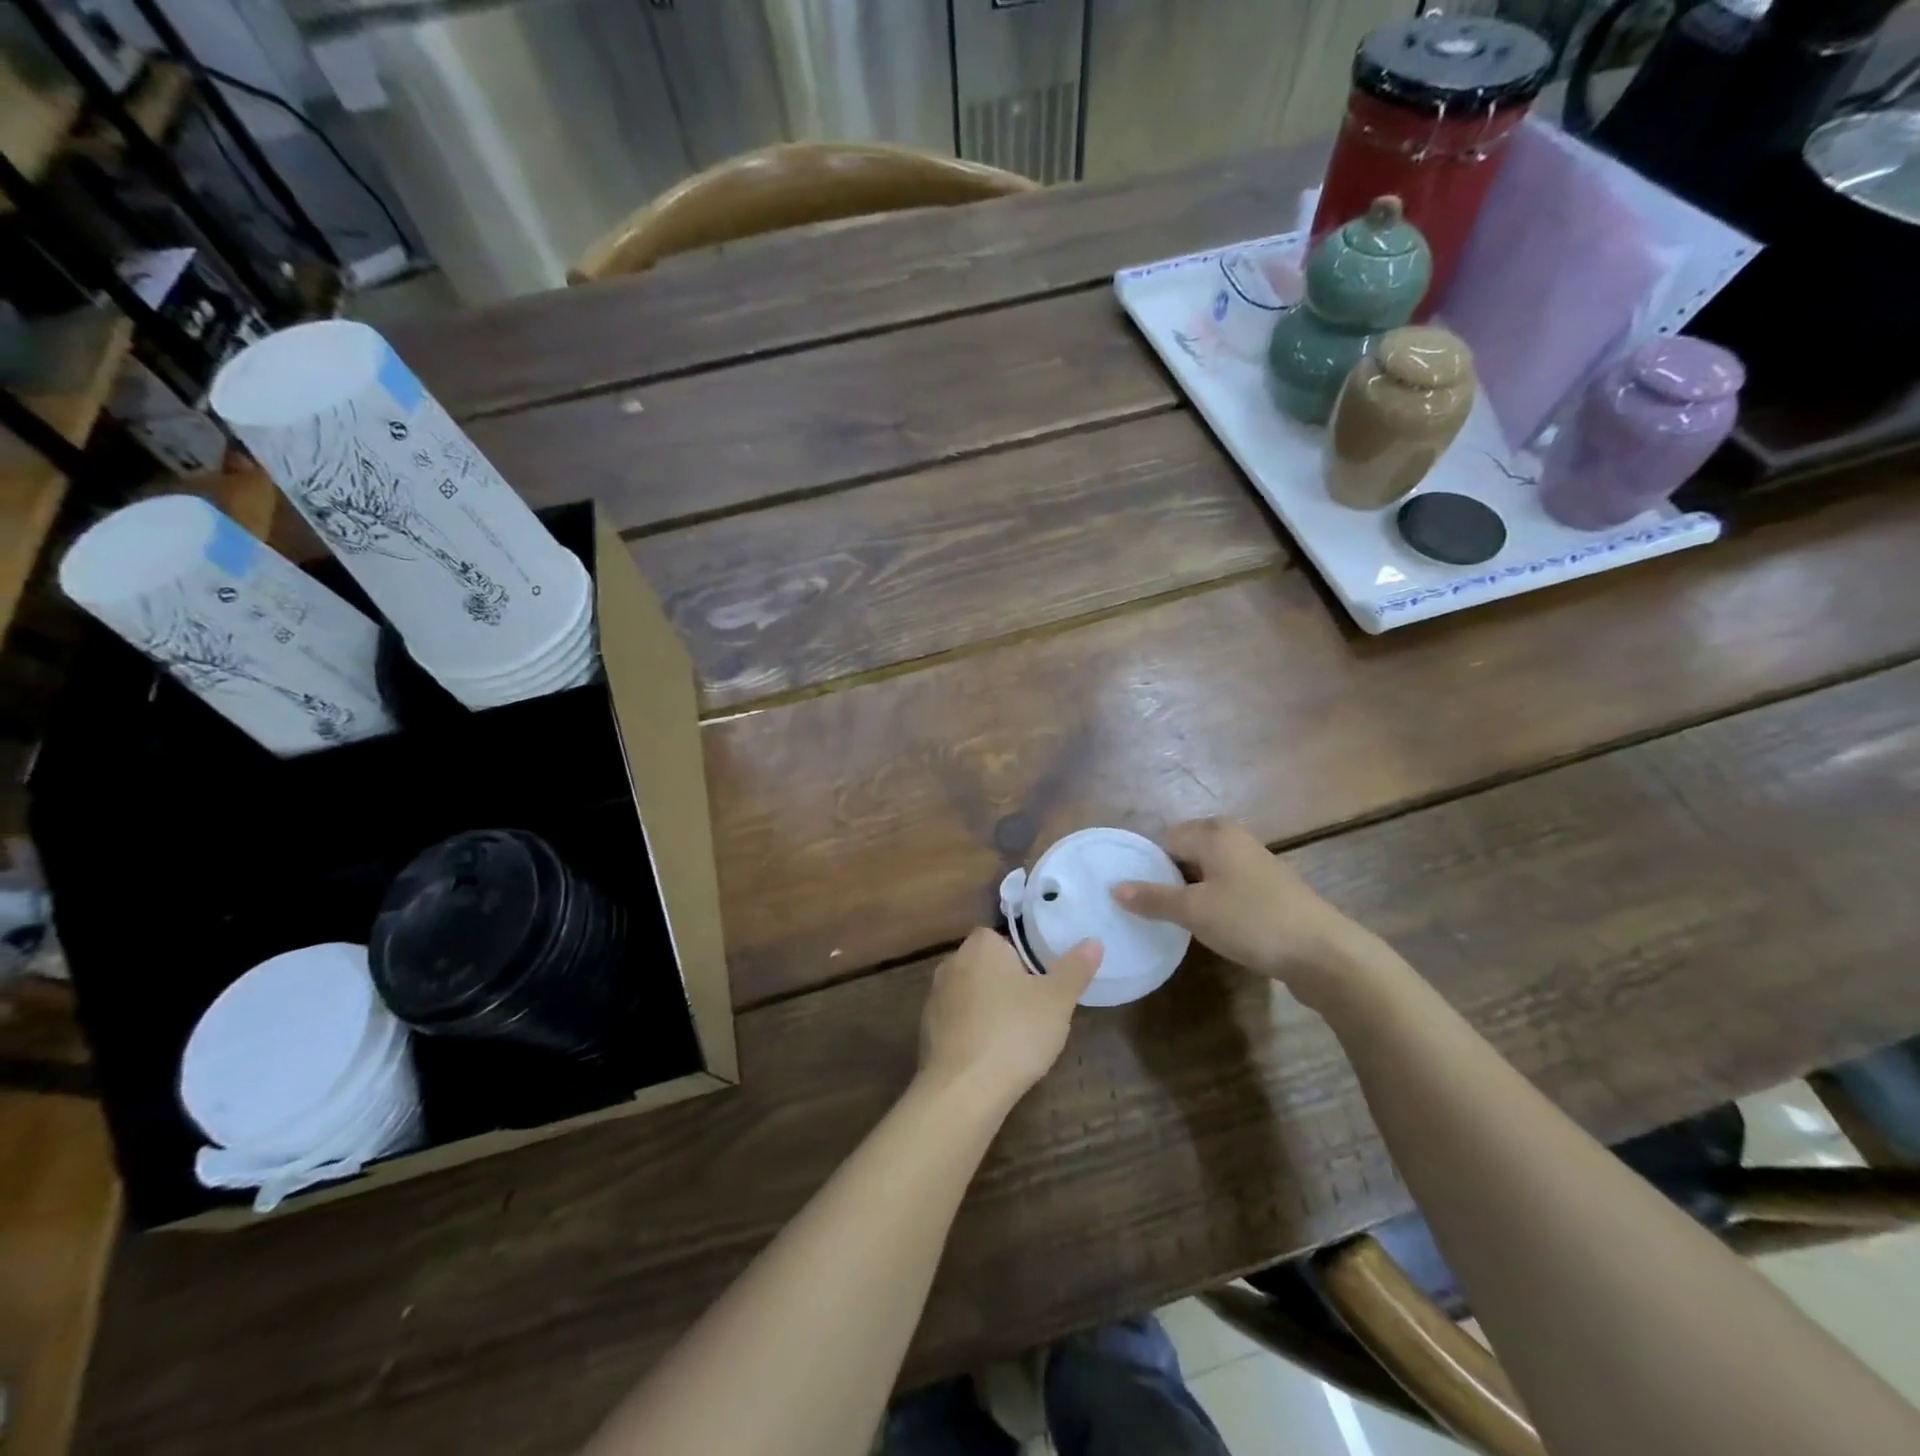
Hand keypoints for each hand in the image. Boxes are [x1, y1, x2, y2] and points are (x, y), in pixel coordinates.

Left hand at [918, 929, 1101, 1103]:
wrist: (964, 1089)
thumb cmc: (1015, 1033)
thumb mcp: (1058, 1000)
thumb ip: (1075, 968)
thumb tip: (1093, 941)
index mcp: (981, 946)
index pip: (1001, 938)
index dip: (1022, 958)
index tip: (1040, 983)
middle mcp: (952, 963)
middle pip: (985, 965)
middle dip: (1005, 983)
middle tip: (1033, 1011)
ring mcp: (935, 997)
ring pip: (969, 993)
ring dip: (987, 1007)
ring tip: (1014, 1036)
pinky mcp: (926, 1029)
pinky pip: (956, 1020)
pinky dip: (971, 1030)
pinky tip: (989, 1055)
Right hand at [1112, 818, 1373, 1006]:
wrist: (1324, 952)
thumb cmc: (1251, 921)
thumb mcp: (1194, 911)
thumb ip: (1153, 898)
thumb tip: (1115, 887)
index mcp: (1214, 834)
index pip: (1166, 838)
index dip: (1149, 865)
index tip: (1138, 896)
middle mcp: (1235, 839)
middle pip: (1187, 851)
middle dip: (1169, 878)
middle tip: (1154, 909)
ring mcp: (1256, 864)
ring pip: (1208, 870)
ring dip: (1192, 892)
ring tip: (1179, 921)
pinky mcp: (1270, 889)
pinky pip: (1228, 886)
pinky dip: (1215, 901)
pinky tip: (1213, 927)